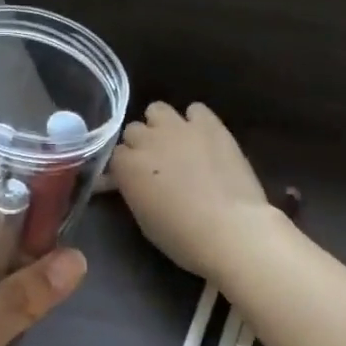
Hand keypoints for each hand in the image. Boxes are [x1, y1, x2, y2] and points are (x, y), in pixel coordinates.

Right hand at [109, 102, 274, 283]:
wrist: (230, 229)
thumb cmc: (182, 236)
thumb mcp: (143, 218)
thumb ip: (132, 190)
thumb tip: (125, 181)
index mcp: (126, 166)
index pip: (115, 154)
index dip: (125, 166)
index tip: (134, 178)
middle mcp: (147, 139)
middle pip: (133, 130)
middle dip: (140, 144)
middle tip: (155, 163)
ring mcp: (179, 128)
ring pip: (157, 110)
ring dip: (161, 125)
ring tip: (175, 143)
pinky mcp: (210, 124)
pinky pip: (195, 110)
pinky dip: (195, 121)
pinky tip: (203, 138)